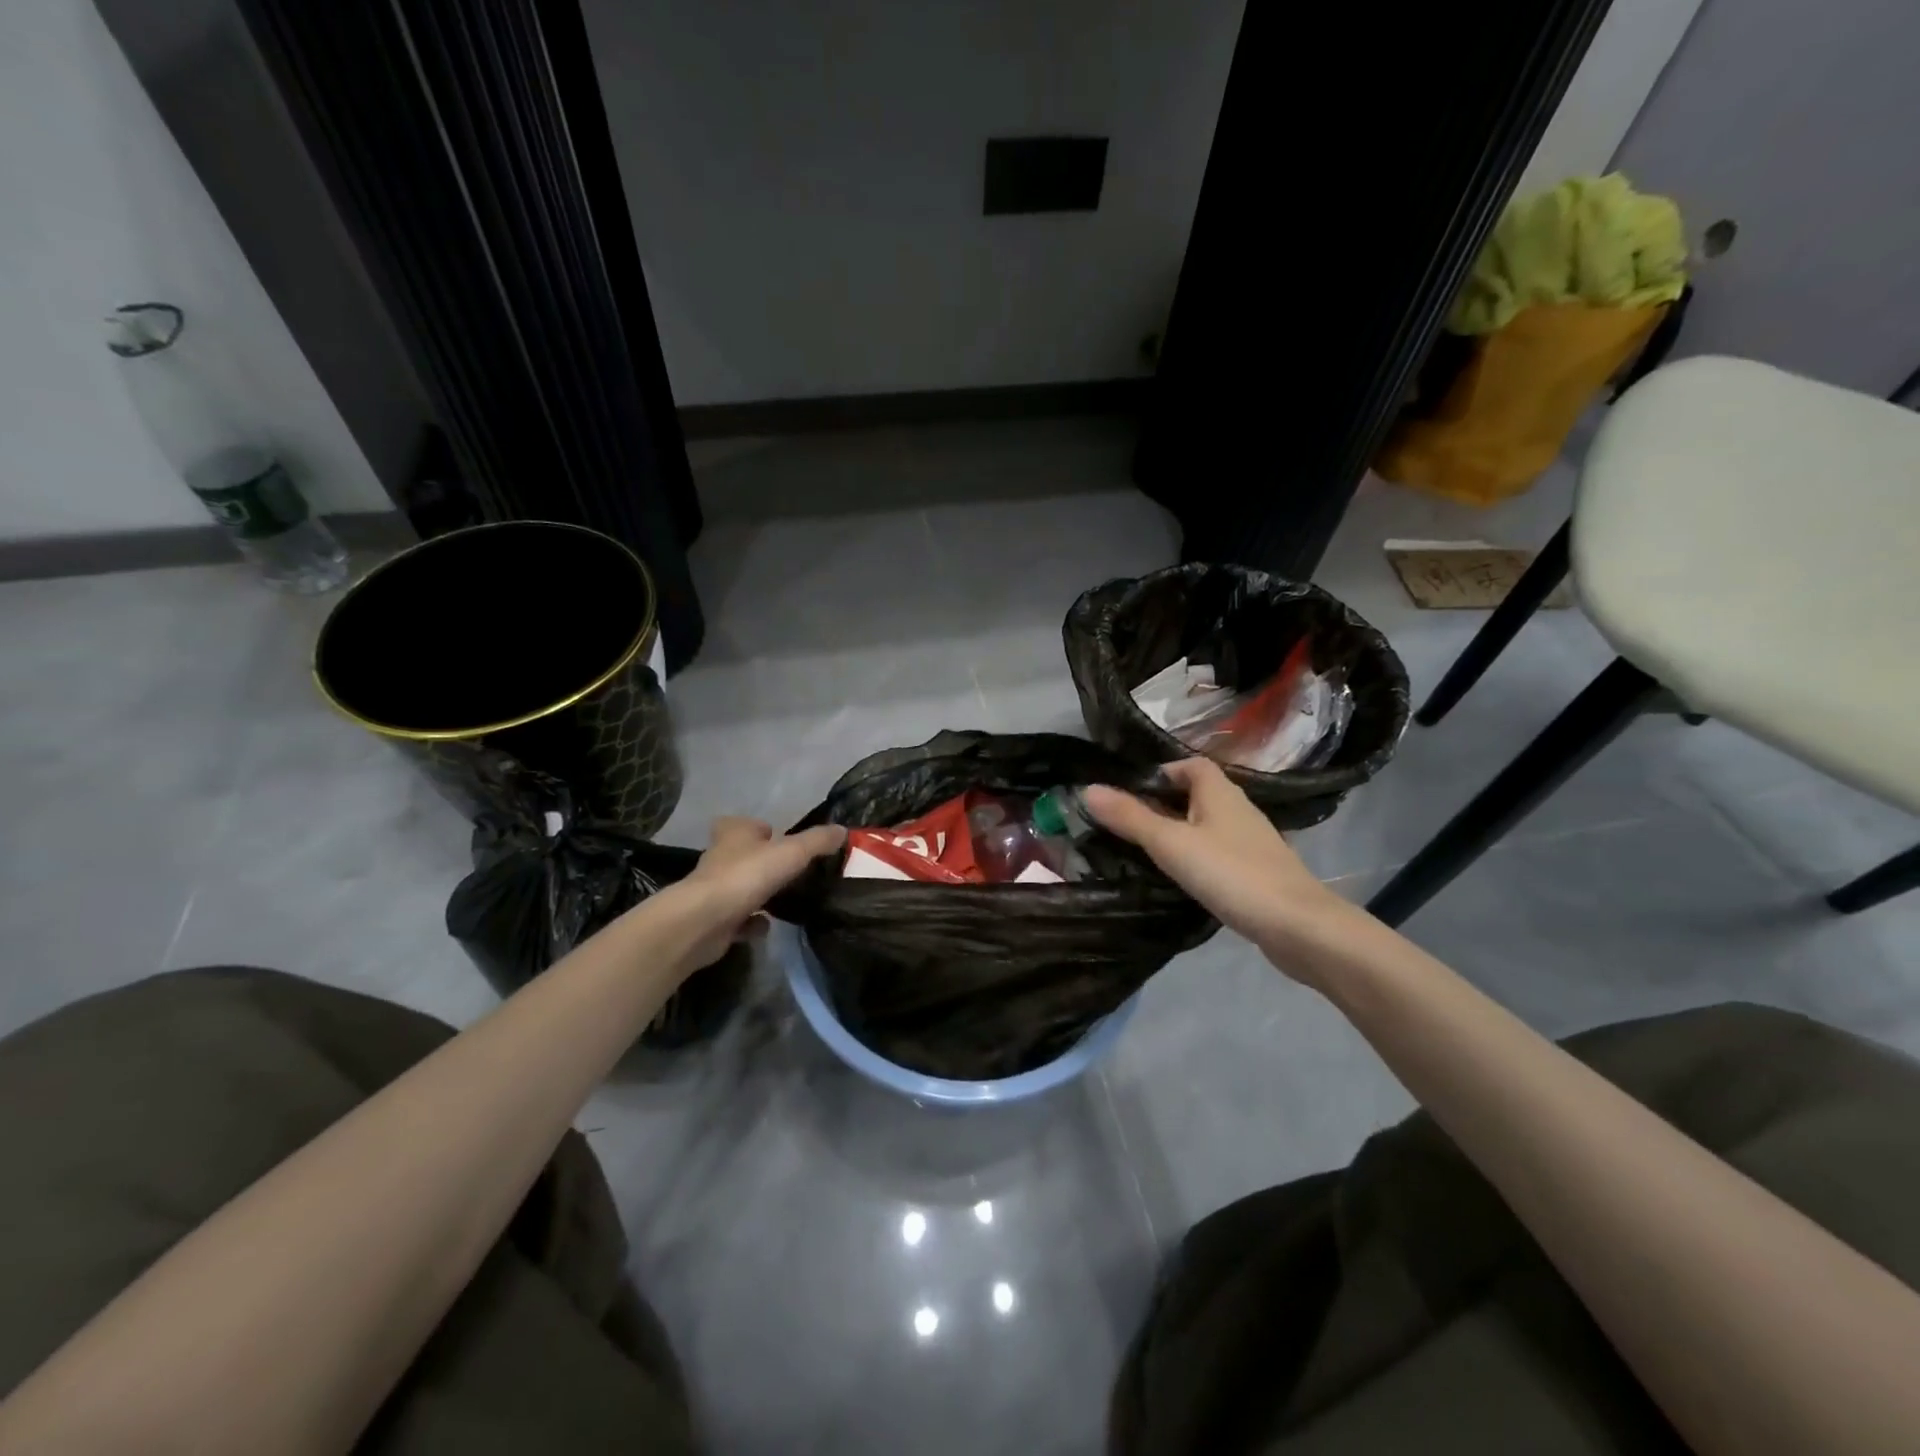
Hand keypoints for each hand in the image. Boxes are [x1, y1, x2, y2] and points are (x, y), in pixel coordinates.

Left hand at [658, 817, 846, 969]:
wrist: (704, 922)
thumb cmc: (747, 876)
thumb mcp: (791, 852)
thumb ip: (817, 841)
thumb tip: (843, 830)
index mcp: (734, 834)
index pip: (741, 823)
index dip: (758, 829)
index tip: (778, 838)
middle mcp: (719, 858)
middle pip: (741, 855)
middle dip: (762, 862)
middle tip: (790, 870)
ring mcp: (714, 891)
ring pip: (740, 887)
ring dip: (758, 892)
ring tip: (786, 899)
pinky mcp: (714, 921)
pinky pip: (738, 919)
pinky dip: (752, 922)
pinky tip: (768, 926)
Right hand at [1082, 758, 1350, 978]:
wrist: (1298, 926)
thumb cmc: (1231, 873)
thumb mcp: (1171, 843)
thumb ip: (1130, 817)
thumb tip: (1087, 789)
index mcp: (1219, 792)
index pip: (1189, 765)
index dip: (1160, 772)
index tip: (1128, 792)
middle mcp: (1237, 809)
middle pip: (1196, 795)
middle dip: (1163, 804)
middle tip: (1126, 823)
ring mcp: (1251, 842)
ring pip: (1207, 826)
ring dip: (1179, 832)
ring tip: (1145, 852)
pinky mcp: (1257, 872)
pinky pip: (1218, 853)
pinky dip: (1197, 858)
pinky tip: (1181, 879)